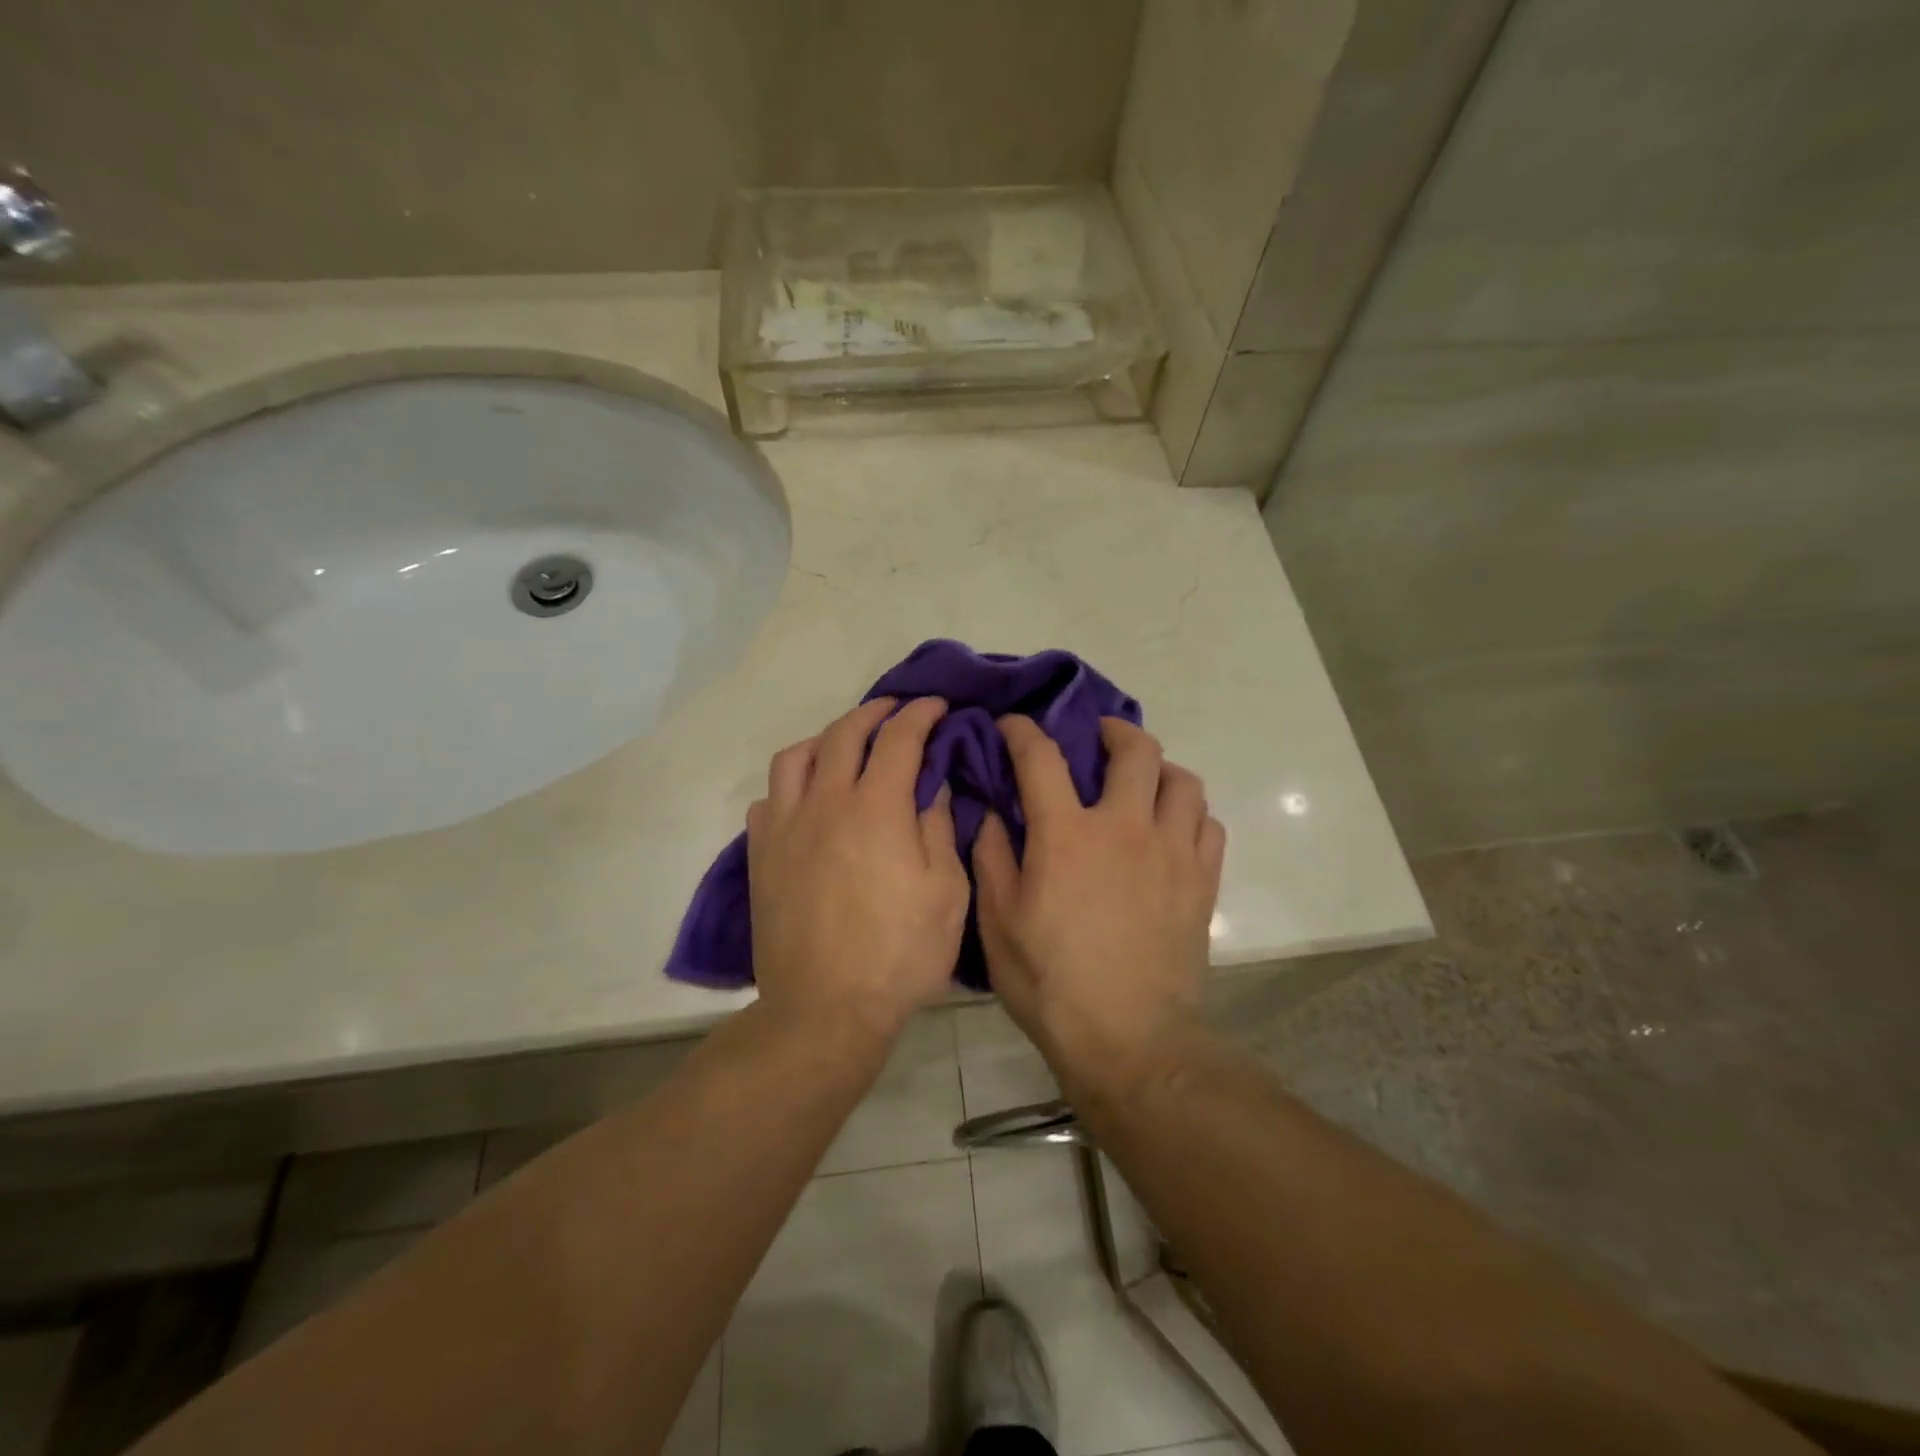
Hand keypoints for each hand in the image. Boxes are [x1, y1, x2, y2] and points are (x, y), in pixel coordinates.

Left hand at [747, 697, 969, 1040]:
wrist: (825, 1010)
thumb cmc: (900, 955)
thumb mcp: (946, 893)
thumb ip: (939, 828)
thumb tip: (931, 785)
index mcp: (877, 808)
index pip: (900, 738)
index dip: (921, 714)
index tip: (937, 705)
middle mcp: (826, 803)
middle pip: (845, 734)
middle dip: (875, 712)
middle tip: (896, 711)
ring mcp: (786, 827)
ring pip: (796, 756)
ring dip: (826, 738)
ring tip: (845, 745)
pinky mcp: (760, 855)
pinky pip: (769, 799)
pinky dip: (791, 785)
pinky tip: (807, 799)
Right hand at [973, 716, 1225, 1079]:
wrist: (1129, 1038)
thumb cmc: (1050, 981)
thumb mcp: (998, 922)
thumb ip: (992, 856)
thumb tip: (992, 812)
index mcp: (1067, 834)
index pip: (1042, 757)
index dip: (1024, 732)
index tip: (1013, 726)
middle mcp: (1125, 827)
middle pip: (1135, 750)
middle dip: (1113, 731)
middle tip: (1098, 739)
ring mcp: (1172, 852)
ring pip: (1183, 781)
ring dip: (1159, 770)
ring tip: (1142, 783)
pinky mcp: (1202, 881)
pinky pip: (1208, 824)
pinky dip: (1190, 814)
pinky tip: (1172, 829)